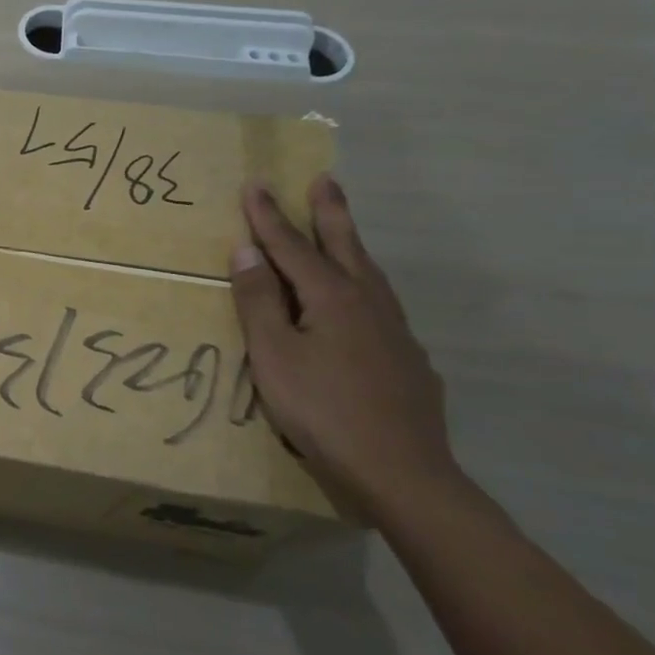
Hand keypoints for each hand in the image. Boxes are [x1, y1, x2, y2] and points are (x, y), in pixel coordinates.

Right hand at [229, 174, 459, 517]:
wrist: (402, 474)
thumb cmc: (322, 410)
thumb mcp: (273, 354)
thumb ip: (258, 300)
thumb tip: (246, 250)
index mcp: (332, 297)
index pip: (292, 246)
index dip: (269, 215)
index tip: (256, 182)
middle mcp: (369, 303)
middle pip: (344, 247)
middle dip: (329, 212)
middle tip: (326, 179)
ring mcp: (395, 332)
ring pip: (370, 274)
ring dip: (351, 245)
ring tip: (341, 230)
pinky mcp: (409, 361)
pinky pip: (381, 306)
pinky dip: (364, 287)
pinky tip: (360, 305)